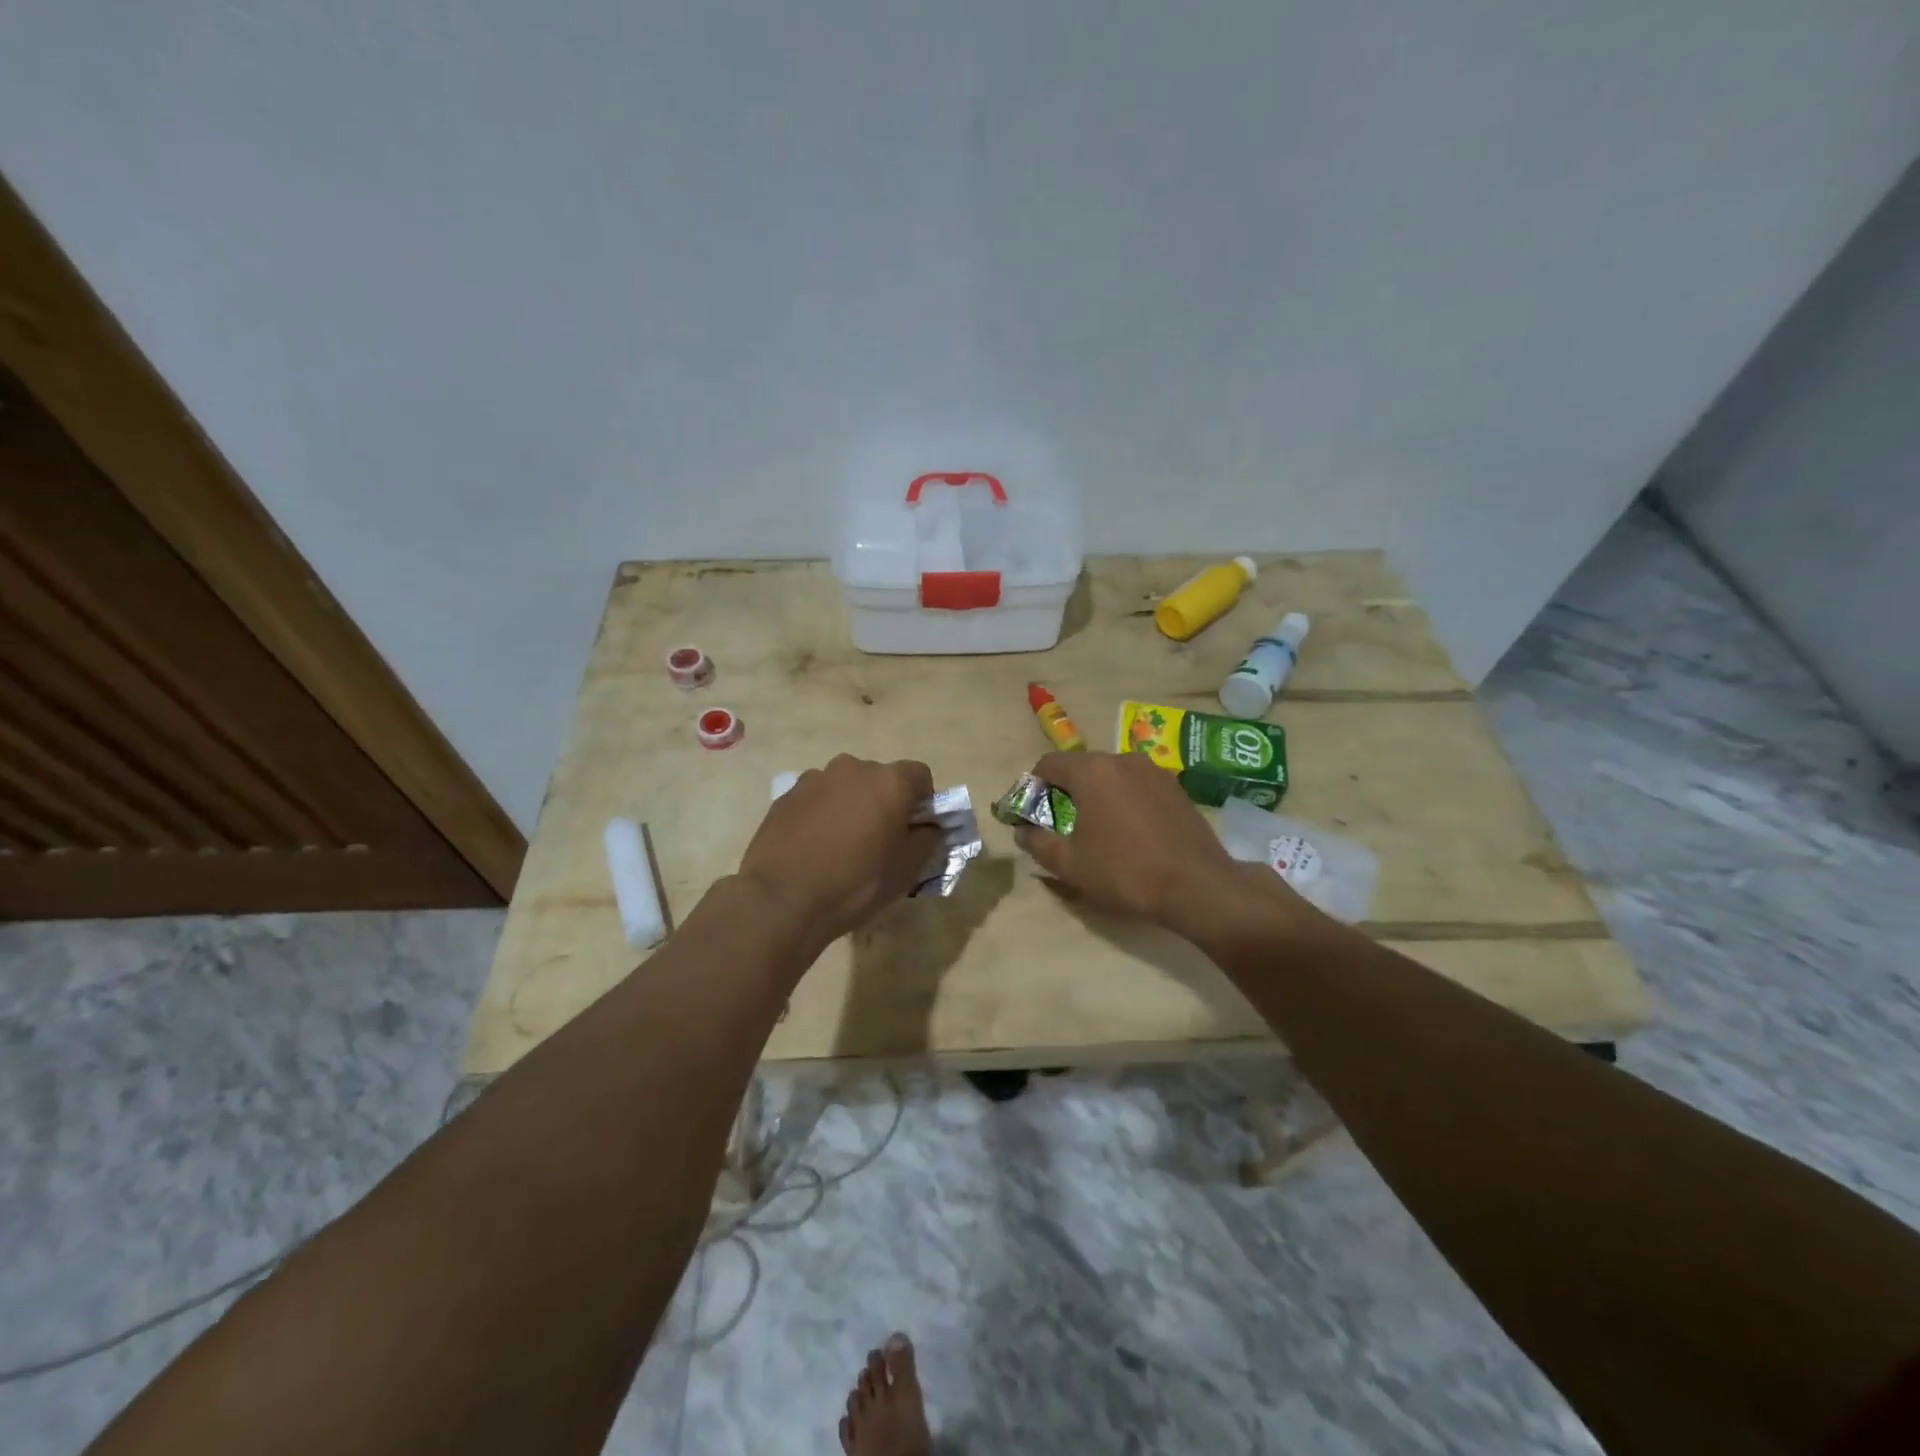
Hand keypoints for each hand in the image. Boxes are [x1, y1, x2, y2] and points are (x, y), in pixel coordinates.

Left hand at [736, 754, 941, 950]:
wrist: (783, 899)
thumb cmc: (856, 883)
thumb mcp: (908, 869)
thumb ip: (928, 839)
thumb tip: (928, 827)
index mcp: (889, 781)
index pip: (920, 775)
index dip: (922, 801)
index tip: (913, 830)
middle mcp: (853, 768)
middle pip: (880, 778)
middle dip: (885, 802)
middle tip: (879, 840)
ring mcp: (815, 778)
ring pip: (846, 787)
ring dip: (851, 805)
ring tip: (841, 844)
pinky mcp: (786, 795)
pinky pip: (817, 798)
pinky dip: (822, 814)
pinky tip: (814, 847)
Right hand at [1012, 751, 1275, 928]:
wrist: (1198, 887)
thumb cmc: (1124, 872)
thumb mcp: (1069, 864)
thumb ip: (1037, 842)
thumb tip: (1022, 831)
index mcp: (1092, 770)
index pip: (1048, 764)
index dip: (1033, 787)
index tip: (1030, 813)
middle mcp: (1122, 759)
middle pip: (1081, 767)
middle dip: (1065, 791)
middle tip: (1060, 825)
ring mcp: (1154, 771)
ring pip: (1111, 776)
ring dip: (1097, 796)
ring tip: (1097, 830)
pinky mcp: (1176, 788)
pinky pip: (1137, 786)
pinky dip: (1124, 801)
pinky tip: (1129, 832)